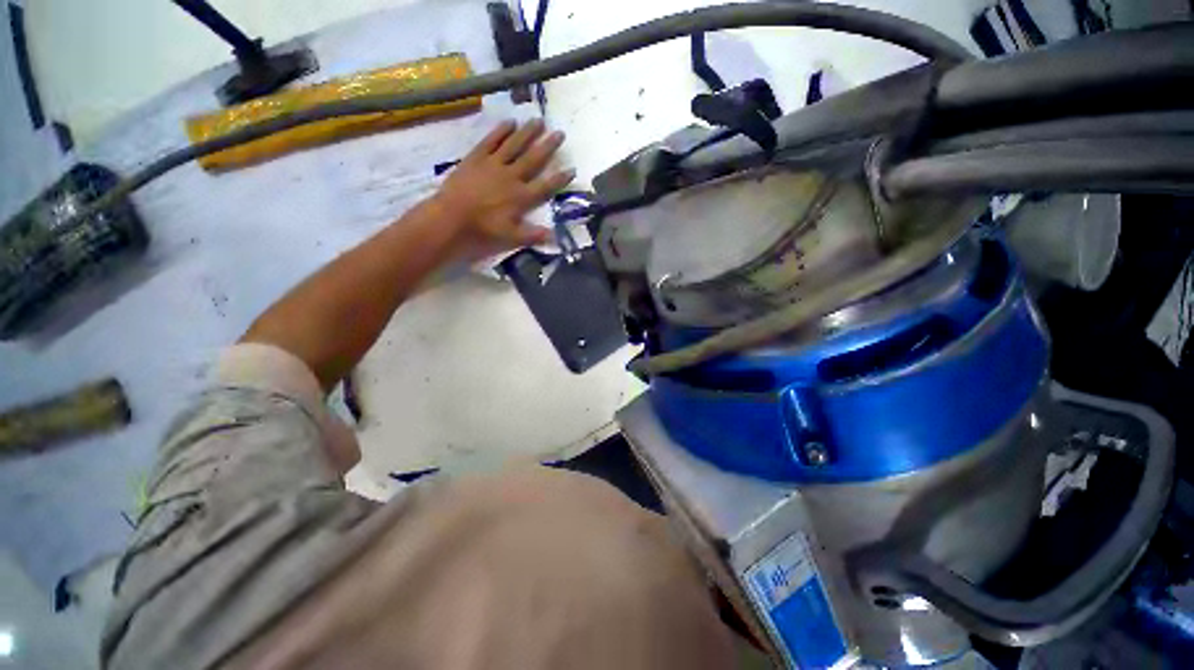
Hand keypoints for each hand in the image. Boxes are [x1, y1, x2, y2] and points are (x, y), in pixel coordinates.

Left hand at [429, 119, 573, 252]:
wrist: (452, 217)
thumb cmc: (483, 229)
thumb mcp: (511, 237)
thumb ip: (533, 235)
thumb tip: (555, 236)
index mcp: (521, 197)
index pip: (545, 186)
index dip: (560, 178)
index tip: (572, 168)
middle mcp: (512, 177)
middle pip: (533, 159)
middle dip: (548, 147)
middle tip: (560, 133)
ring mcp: (494, 164)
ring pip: (514, 145)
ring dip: (528, 133)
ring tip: (539, 121)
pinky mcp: (477, 157)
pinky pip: (491, 141)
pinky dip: (501, 131)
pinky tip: (510, 122)